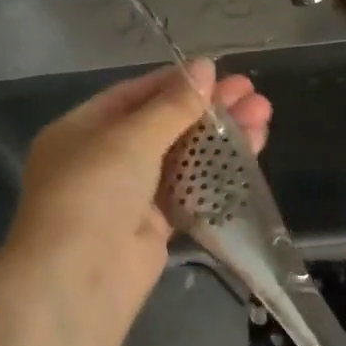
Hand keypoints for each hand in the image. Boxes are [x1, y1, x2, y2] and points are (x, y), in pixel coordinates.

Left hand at [9, 59, 270, 315]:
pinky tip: (249, 155)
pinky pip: (189, 191)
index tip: (220, 73)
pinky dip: (216, 173)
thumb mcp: (131, 138)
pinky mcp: (154, 226)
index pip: (134, 96)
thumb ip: (173, 105)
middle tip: (253, 95)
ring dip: (220, 138)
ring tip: (264, 118)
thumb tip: (206, 67)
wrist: (81, 278)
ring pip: (182, 158)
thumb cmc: (94, 192)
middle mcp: (103, 159)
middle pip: (164, 125)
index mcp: (82, 130)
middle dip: (208, 110)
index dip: (178, 83)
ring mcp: (129, 195)